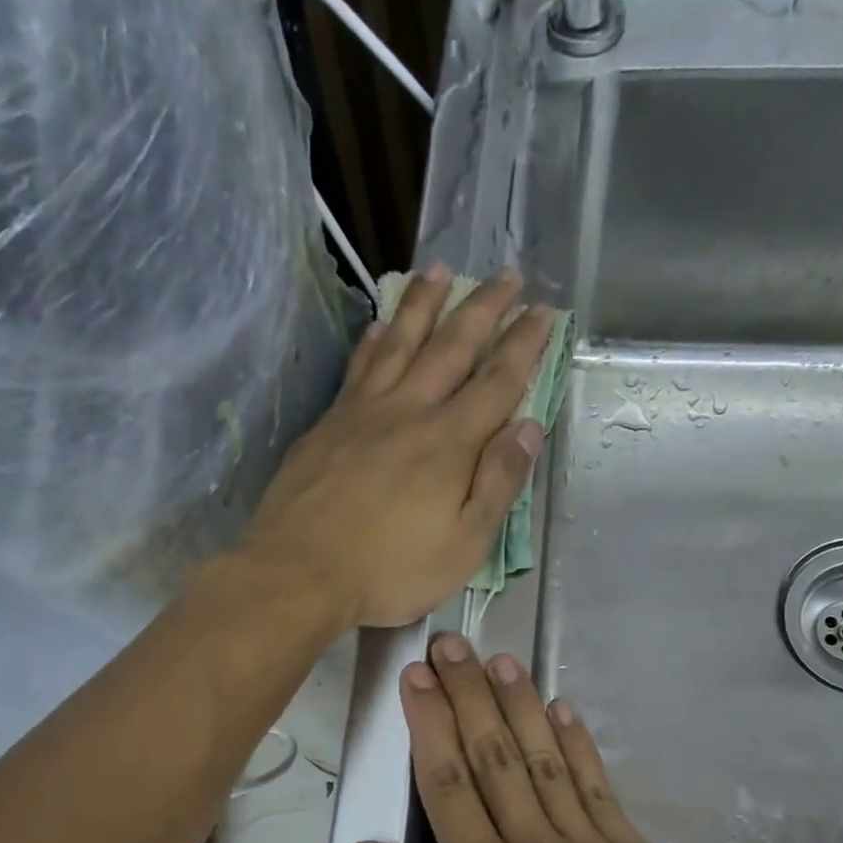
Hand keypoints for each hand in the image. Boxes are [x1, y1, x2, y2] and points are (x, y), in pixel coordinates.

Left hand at [239, 266, 554, 630]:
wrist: (299, 573)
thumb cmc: (390, 570)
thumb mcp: (464, 544)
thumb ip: (498, 483)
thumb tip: (528, 427)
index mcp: (449, 443)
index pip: (497, 382)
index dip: (524, 345)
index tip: (543, 311)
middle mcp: (409, 412)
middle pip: (451, 347)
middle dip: (483, 308)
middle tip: (506, 274)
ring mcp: (362, 413)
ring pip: (400, 342)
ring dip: (424, 304)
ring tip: (441, 270)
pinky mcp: (328, 424)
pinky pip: (358, 367)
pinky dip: (374, 340)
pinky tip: (378, 325)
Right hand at [343, 632, 755, 842]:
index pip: (447, 783)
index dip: (429, 725)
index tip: (416, 678)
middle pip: (493, 755)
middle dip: (469, 694)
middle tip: (452, 644)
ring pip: (544, 758)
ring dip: (520, 705)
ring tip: (500, 660)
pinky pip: (598, 788)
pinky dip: (577, 745)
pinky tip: (562, 713)